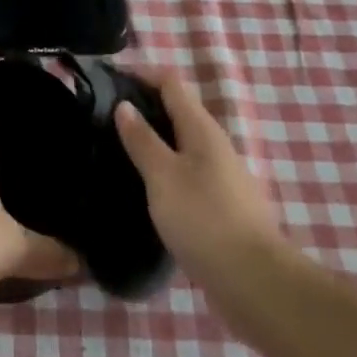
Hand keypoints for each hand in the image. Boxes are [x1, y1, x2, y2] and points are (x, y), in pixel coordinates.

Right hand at [113, 72, 287, 283]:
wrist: (255, 282)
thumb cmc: (204, 219)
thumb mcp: (162, 176)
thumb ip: (142, 139)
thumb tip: (124, 105)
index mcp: (201, 128)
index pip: (170, 83)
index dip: (140, 74)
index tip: (106, 80)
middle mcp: (213, 144)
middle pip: (176, 110)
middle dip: (141, 107)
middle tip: (102, 116)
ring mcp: (220, 176)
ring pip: (180, 143)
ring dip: (151, 139)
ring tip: (114, 148)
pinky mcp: (219, 204)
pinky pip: (185, 172)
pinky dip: (161, 168)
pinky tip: (142, 186)